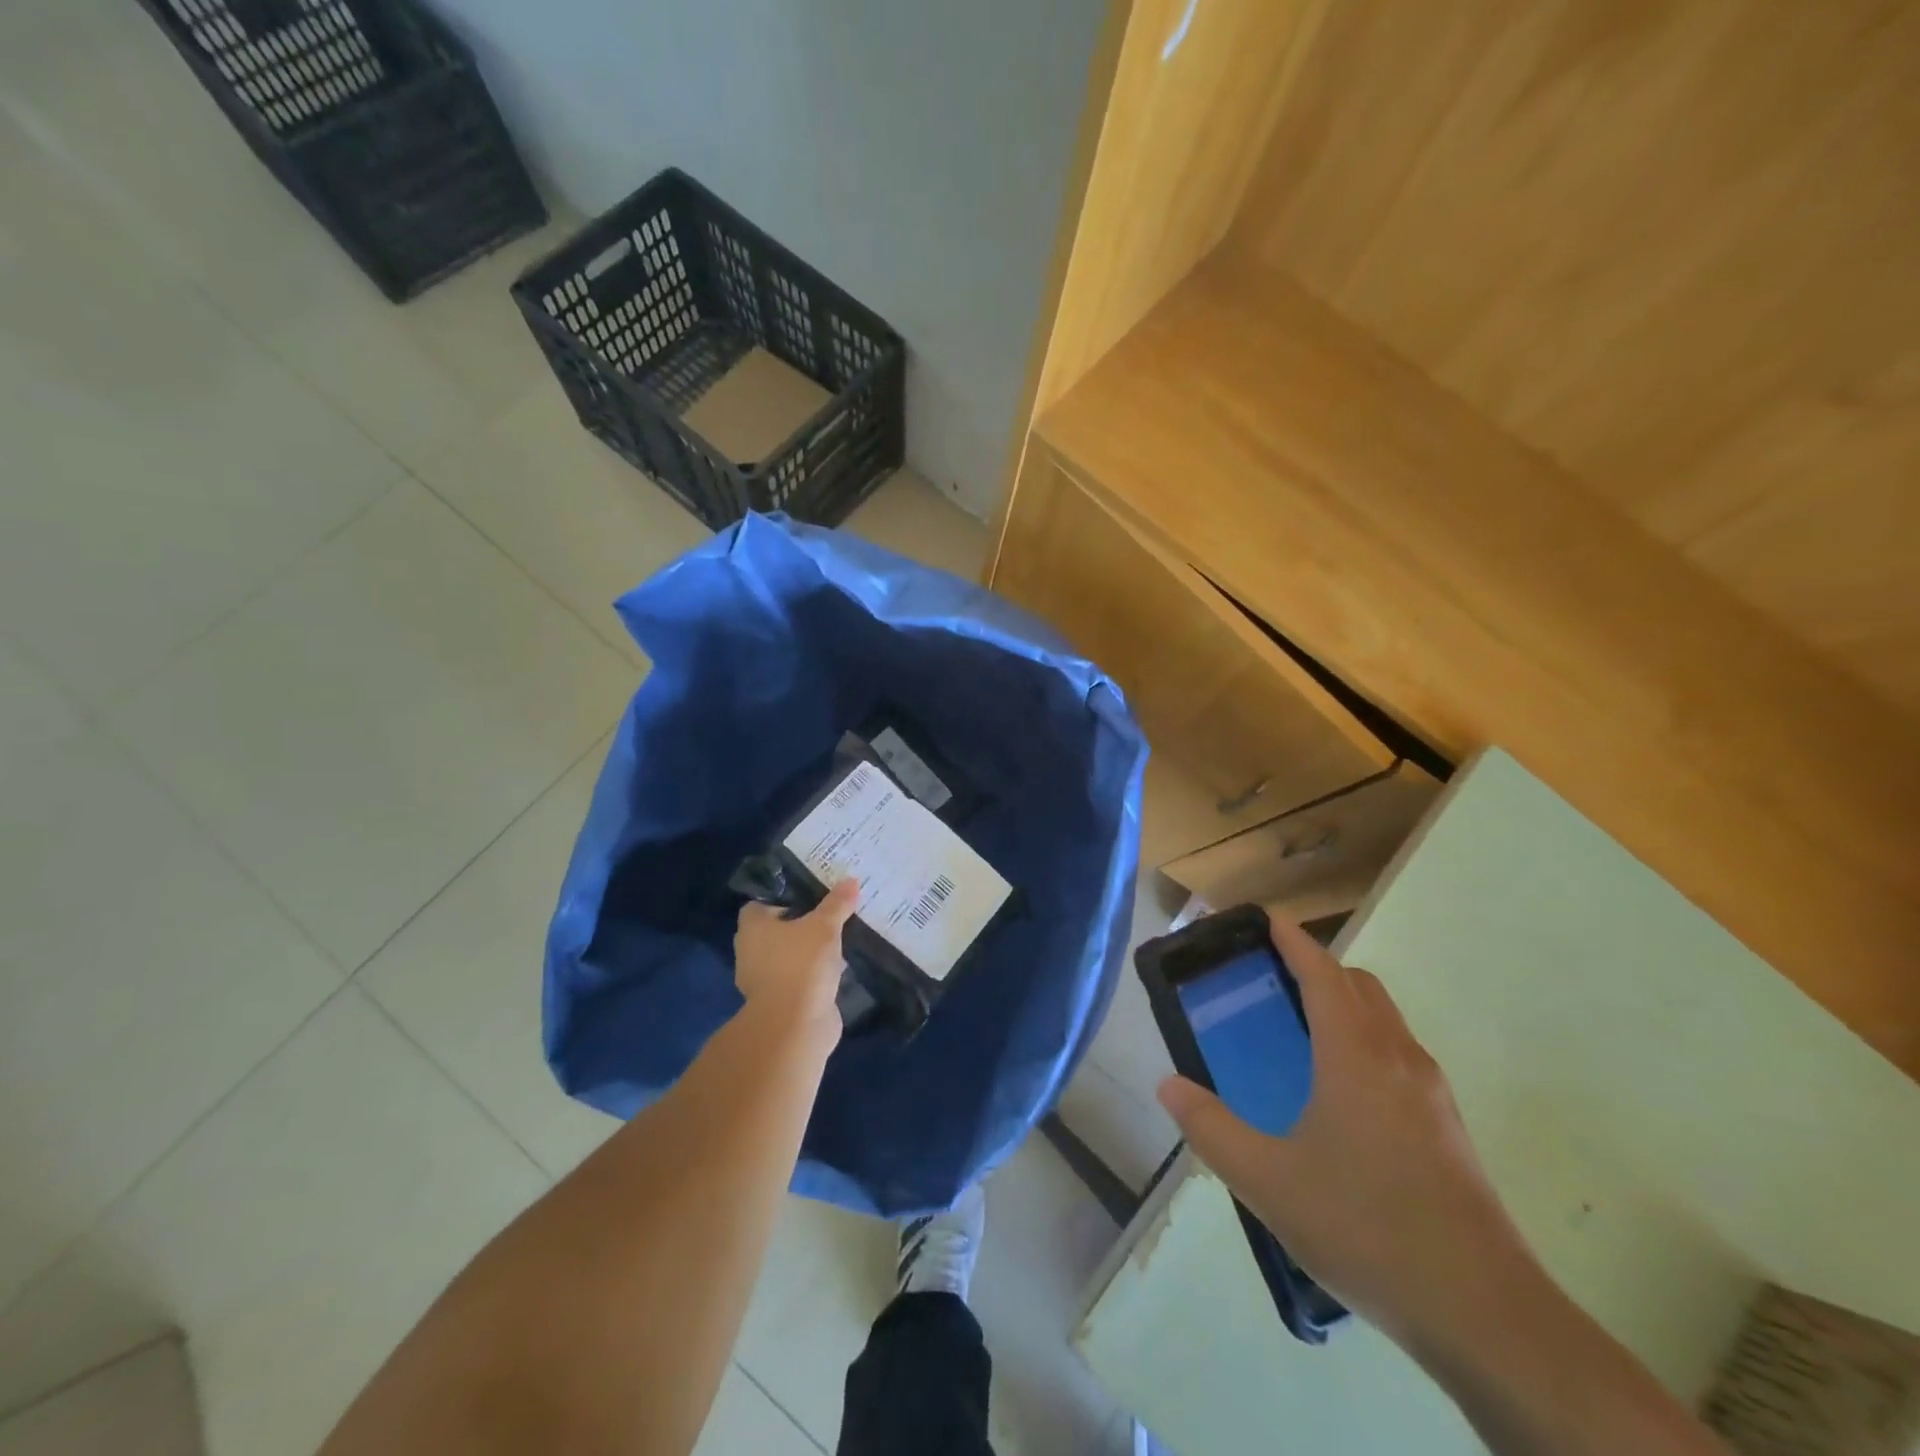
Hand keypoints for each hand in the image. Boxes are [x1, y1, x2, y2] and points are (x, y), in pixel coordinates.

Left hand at [734, 879, 859, 1047]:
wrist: (795, 1025)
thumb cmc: (801, 964)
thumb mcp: (824, 926)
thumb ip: (837, 904)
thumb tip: (851, 880)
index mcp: (752, 928)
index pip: (761, 904)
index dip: (783, 898)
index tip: (810, 895)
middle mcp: (751, 952)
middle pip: (776, 930)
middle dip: (801, 924)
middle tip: (829, 914)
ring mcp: (764, 980)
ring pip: (789, 956)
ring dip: (808, 951)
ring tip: (838, 939)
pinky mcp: (781, 1002)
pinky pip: (799, 978)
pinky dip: (814, 974)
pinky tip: (837, 968)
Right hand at [1157, 915, 1534, 1351]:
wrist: (1485, 1314)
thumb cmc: (1367, 1228)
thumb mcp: (1268, 1182)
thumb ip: (1211, 1129)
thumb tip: (1168, 1086)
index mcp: (1355, 1055)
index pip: (1322, 973)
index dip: (1293, 940)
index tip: (1267, 919)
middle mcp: (1399, 1058)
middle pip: (1360, 986)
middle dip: (1318, 968)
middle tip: (1272, 981)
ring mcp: (1432, 1094)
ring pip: (1386, 1021)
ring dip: (1346, 1005)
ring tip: (1300, 1035)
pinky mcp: (1449, 1128)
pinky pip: (1400, 1056)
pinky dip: (1366, 1043)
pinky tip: (1340, 1097)